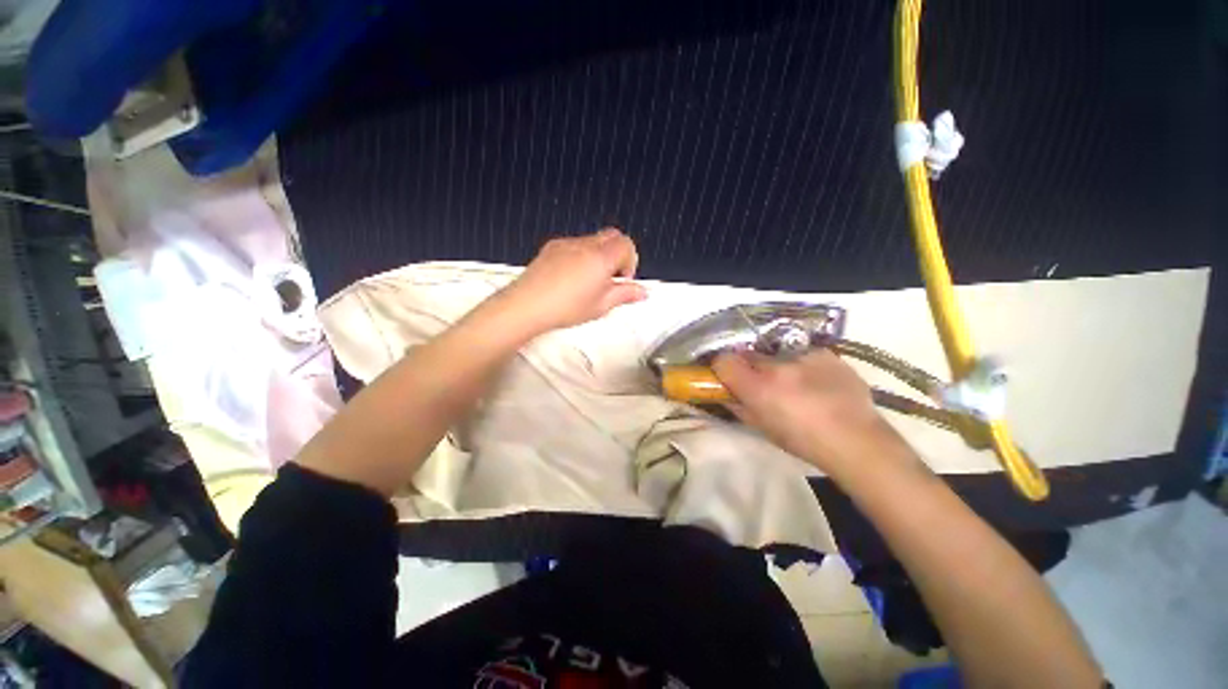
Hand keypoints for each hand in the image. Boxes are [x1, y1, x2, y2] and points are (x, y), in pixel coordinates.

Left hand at [499, 228, 647, 333]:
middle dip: (618, 254)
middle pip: (612, 236)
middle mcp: (585, 245)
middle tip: (611, 278)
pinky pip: (575, 244)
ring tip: (590, 281)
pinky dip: (582, 255)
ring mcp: (567, 243)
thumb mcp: (601, 306)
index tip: (622, 280)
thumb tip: (641, 292)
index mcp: (601, 258)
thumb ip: (624, 295)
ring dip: (599, 255)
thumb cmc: (565, 308)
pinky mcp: (552, 247)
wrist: (527, 305)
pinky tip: (572, 277)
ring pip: (593, 239)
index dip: (630, 261)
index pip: (626, 245)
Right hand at [712, 349, 908, 471]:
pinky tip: (815, 381)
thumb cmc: (803, 443)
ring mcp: (803, 356)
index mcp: (759, 388)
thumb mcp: (762, 428)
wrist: (859, 442)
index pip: (723, 361)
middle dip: (749, 367)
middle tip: (760, 383)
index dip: (721, 368)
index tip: (726, 376)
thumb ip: (738, 407)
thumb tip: (725, 394)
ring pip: (775, 353)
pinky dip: (801, 364)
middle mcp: (777, 366)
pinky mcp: (825, 353)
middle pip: (748, 354)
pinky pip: (802, 353)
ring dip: (776, 365)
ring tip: (793, 383)